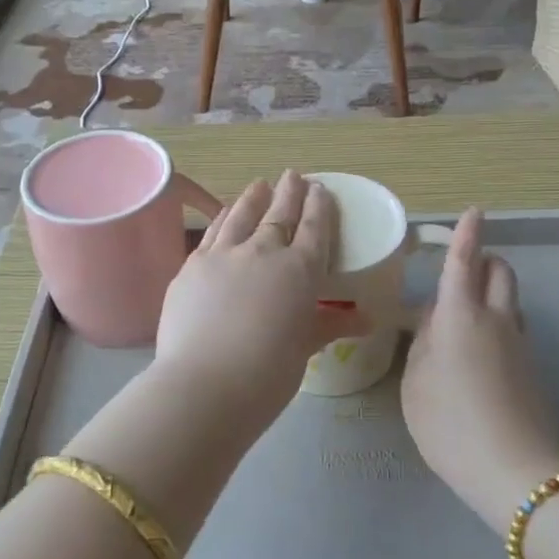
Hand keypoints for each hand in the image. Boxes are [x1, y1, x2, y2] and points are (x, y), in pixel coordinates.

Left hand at [153, 171, 364, 429]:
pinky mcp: (192, 266)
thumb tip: (366, 319)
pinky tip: (224, 213)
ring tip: (259, 185)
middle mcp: (262, 252)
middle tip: (293, 175)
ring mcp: (223, 255)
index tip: (320, 188)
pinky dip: (222, 218)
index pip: (313, 228)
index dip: (318, 206)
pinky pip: (212, 232)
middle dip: (289, 192)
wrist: (205, 384)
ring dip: (253, 198)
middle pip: (278, 213)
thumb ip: (329, 325)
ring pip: (241, 215)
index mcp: (299, 270)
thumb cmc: (268, 374)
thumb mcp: (304, 348)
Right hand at [402, 209, 558, 524]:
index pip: (465, 261)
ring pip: (509, 299)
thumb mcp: (415, 383)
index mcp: (461, 316)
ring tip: (459, 317)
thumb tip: (433, 325)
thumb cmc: (450, 423)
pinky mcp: (531, 368)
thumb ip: (422, 345)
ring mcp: (520, 344)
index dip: (467, 233)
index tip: (474, 211)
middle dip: (484, 258)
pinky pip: (513, 327)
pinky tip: (475, 352)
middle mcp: (496, 319)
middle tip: (458, 268)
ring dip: (489, 291)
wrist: (516, 472)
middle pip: (500, 271)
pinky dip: (496, 321)